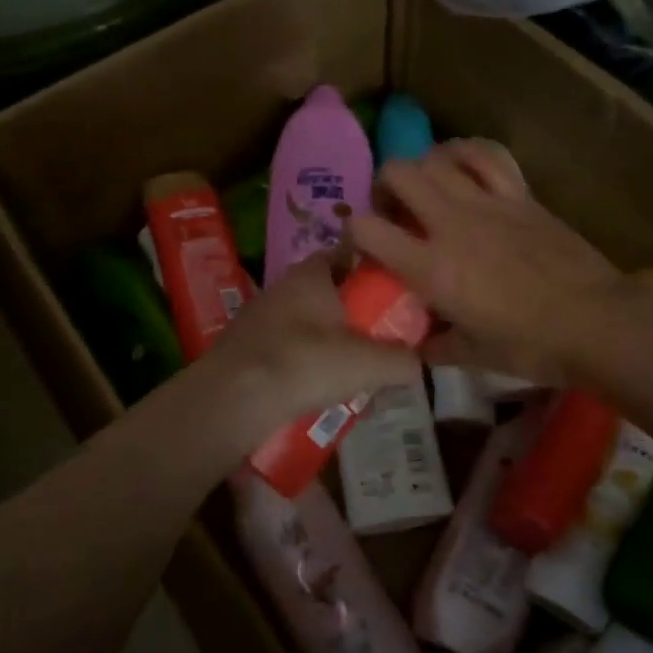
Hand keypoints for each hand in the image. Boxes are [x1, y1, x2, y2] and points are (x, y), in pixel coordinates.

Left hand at [199, 255, 420, 439]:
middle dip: (354, 314)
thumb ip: (402, 360)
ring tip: (353, 371)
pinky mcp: (245, 348)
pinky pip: (287, 349)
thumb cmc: (305, 363)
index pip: (350, 254)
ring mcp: (259, 317)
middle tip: (380, 339)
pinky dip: (304, 363)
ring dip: (329, 342)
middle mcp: (283, 286)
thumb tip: (419, 363)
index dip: (375, 271)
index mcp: (312, 273)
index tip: (396, 294)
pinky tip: (317, 389)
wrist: (232, 399)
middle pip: (330, 292)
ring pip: (307, 323)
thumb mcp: (369, 363)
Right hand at [351, 140, 630, 385]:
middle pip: (397, 172)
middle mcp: (451, 224)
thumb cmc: (531, 345)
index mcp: (431, 267)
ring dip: (423, 167)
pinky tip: (463, 166)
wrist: (597, 321)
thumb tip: (420, 346)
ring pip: (438, 156)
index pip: (367, 229)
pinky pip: (487, 155)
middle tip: (394, 210)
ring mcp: (488, 202)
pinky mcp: (521, 195)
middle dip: (383, 186)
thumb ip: (437, 347)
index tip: (363, 246)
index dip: (353, 232)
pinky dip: (467, 153)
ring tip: (428, 188)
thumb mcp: (474, 355)